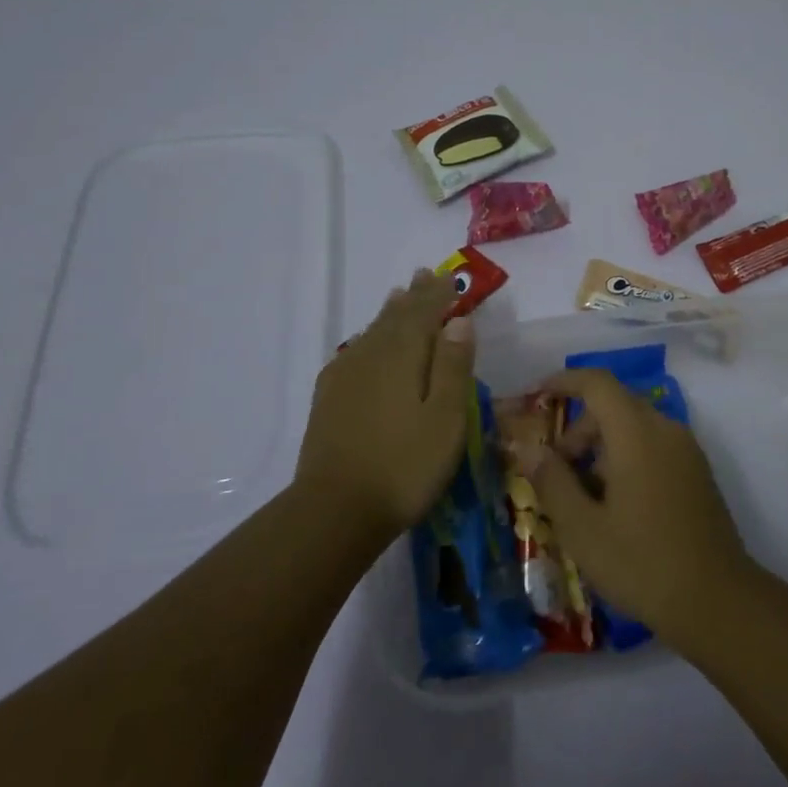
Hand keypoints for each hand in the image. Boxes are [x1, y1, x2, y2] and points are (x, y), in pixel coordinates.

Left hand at [295, 270, 474, 543]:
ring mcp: (345, 376)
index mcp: (403, 354)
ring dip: (390, 313)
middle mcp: (371, 355)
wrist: (334, 511)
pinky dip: (368, 339)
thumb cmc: (404, 464)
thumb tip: (459, 321)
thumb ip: (453, 366)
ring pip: (373, 332)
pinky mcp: (329, 399)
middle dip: (413, 297)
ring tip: (398, 297)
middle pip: (396, 317)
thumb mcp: (446, 418)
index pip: (424, 312)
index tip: (448, 276)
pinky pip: (354, 352)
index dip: (438, 294)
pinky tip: (366, 345)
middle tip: (423, 275)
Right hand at [508, 368, 750, 637]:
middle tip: (555, 471)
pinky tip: (614, 505)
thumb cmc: (642, 563)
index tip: (536, 397)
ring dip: (601, 446)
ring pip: (634, 427)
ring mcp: (686, 450)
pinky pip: (653, 446)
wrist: (717, 602)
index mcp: (637, 432)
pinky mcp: (697, 472)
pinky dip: (626, 457)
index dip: (564, 382)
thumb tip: (530, 449)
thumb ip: (552, 481)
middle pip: (614, 405)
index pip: (597, 383)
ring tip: (582, 496)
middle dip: (578, 428)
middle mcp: (665, 428)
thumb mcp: (582, 528)